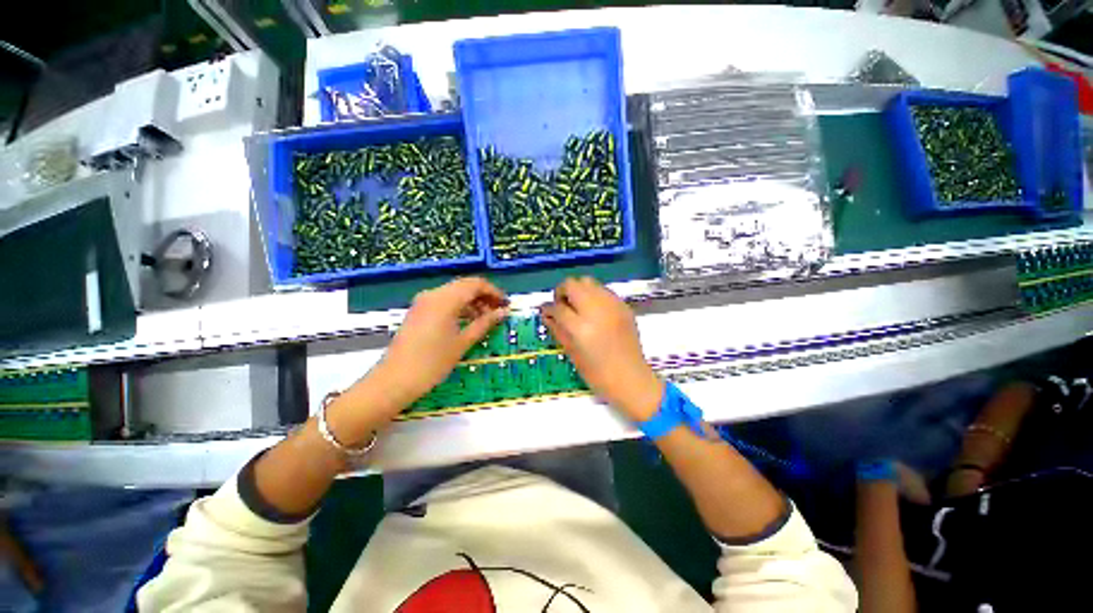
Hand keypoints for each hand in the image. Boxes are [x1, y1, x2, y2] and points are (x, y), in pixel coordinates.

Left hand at [329, 277, 507, 440]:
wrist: (394, 380)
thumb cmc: (432, 363)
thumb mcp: (463, 342)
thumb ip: (485, 323)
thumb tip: (503, 312)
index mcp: (445, 299)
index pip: (476, 284)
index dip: (494, 292)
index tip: (506, 305)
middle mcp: (433, 294)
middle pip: (465, 286)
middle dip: (484, 296)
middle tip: (498, 312)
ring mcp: (423, 301)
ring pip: (454, 292)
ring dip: (472, 301)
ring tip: (486, 319)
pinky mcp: (418, 310)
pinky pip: (444, 301)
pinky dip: (459, 307)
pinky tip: (468, 321)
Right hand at [540, 277, 662, 421]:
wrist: (631, 379)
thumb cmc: (598, 374)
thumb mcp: (572, 353)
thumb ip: (557, 329)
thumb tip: (547, 314)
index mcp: (581, 328)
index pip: (558, 307)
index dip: (549, 309)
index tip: (547, 312)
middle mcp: (596, 310)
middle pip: (572, 284)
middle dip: (562, 292)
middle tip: (563, 306)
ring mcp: (612, 305)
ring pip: (588, 281)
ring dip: (578, 291)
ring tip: (578, 307)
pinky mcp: (623, 306)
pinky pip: (603, 290)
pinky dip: (594, 296)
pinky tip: (594, 311)